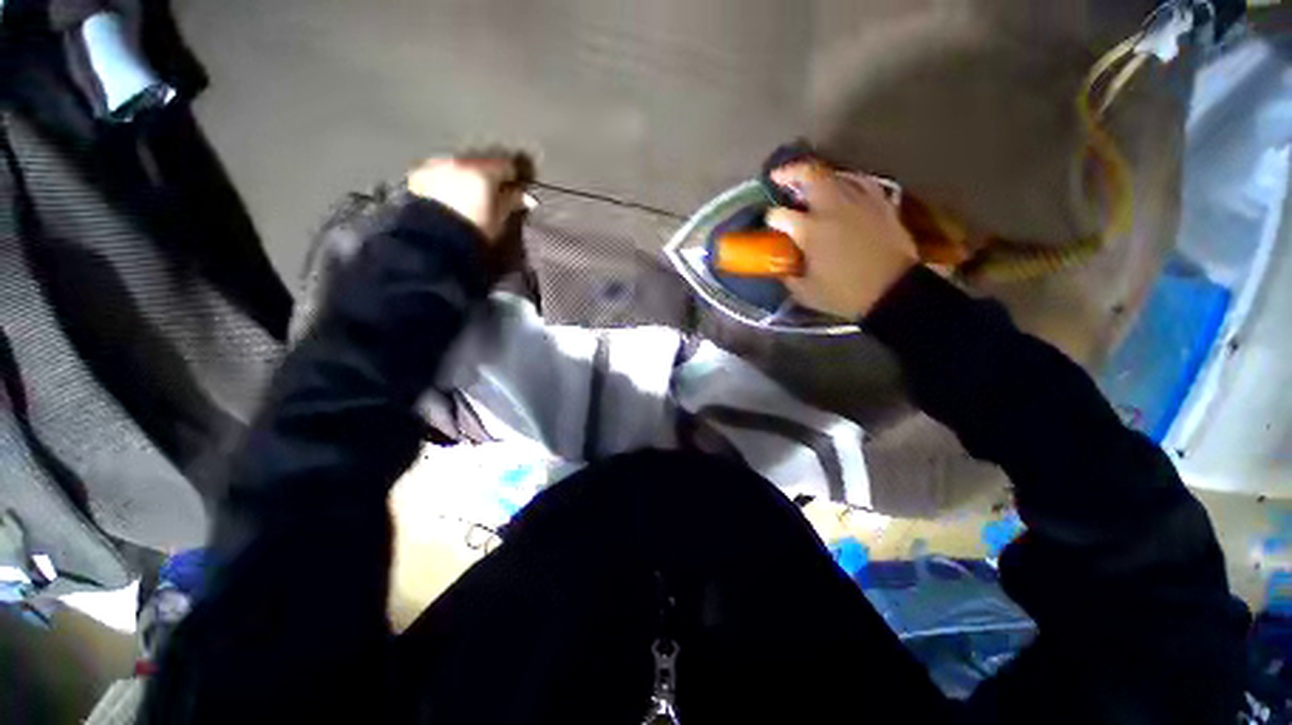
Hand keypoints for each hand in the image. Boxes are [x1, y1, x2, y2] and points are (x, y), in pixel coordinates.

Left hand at [407, 153, 529, 241]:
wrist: (435, 240)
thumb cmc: (474, 231)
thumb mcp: (499, 219)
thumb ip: (512, 202)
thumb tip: (528, 197)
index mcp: (483, 170)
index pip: (506, 165)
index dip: (513, 177)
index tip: (515, 189)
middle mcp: (459, 160)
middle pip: (480, 162)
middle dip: (487, 174)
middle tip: (491, 192)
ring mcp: (436, 164)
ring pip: (458, 164)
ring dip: (465, 175)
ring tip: (468, 193)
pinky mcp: (418, 173)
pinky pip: (437, 170)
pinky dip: (445, 179)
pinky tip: (447, 193)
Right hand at [766, 162, 918, 318]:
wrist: (893, 292)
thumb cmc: (844, 294)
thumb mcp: (805, 292)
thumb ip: (788, 275)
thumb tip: (781, 267)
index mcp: (810, 230)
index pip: (780, 215)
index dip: (771, 219)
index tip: (770, 225)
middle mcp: (832, 208)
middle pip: (809, 175)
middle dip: (790, 172)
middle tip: (780, 176)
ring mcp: (859, 201)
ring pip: (836, 174)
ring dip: (818, 176)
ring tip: (810, 183)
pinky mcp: (881, 203)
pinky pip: (862, 182)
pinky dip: (848, 181)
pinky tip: (844, 187)